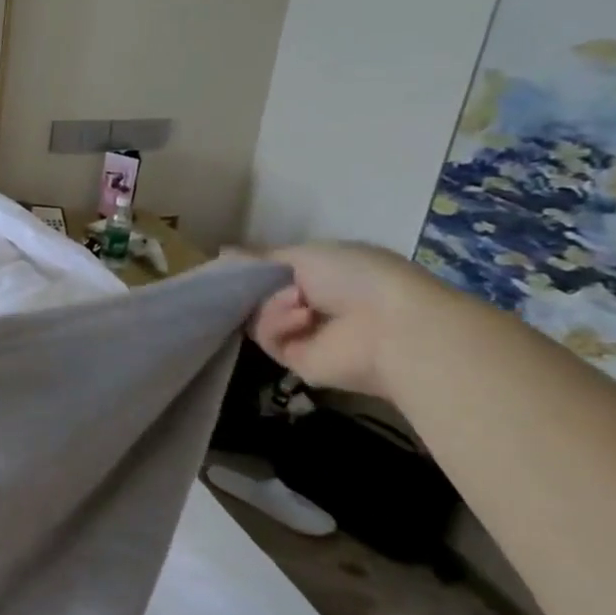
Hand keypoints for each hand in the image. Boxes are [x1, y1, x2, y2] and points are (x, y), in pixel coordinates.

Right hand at [249, 242, 441, 398]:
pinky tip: (302, 318)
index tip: (231, 264)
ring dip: (272, 305)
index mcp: (324, 276)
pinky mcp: (298, 361)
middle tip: (248, 280)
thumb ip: (262, 257)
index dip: (253, 268)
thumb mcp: (306, 254)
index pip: (275, 273)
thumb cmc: (358, 277)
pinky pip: (268, 339)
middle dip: (254, 287)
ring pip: (259, 317)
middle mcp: (315, 305)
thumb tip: (222, 253)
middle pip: (260, 297)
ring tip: (297, 300)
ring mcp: (306, 335)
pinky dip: (278, 325)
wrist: (393, 326)